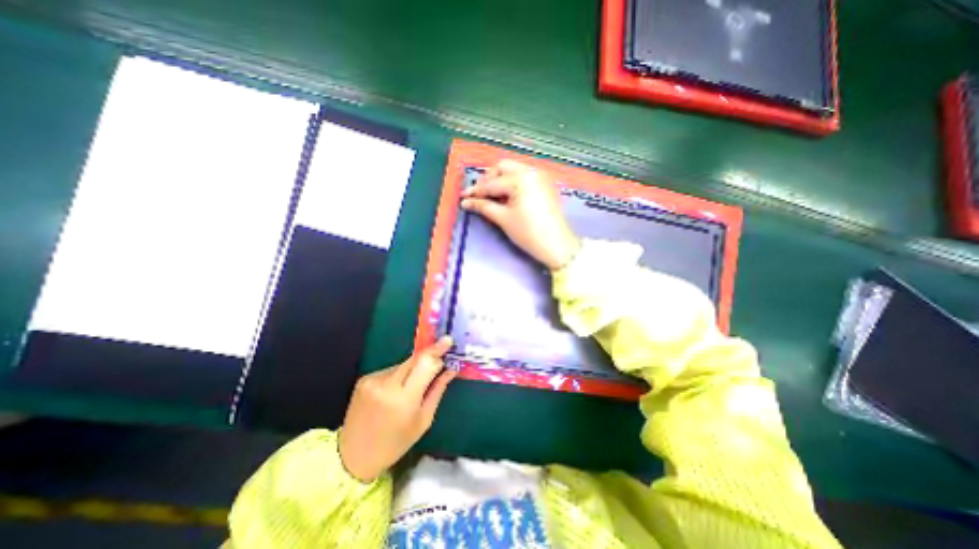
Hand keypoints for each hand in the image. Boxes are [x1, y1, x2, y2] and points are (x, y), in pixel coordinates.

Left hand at [340, 337, 457, 482]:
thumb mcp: (423, 420)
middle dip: (429, 356)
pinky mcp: (365, 378)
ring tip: (413, 386)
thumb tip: (450, 369)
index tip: (449, 340)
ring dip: (414, 369)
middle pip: (415, 358)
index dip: (437, 350)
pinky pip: (391, 370)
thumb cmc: (395, 443)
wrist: (353, 456)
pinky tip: (396, 390)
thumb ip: (437, 390)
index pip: (425, 363)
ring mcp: (373, 379)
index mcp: (404, 399)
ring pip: (404, 364)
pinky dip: (400, 375)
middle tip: (441, 355)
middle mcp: (387, 384)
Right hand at [461, 159, 579, 270]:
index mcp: (520, 178)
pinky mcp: (545, 185)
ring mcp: (540, 177)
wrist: (557, 245)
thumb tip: (466, 202)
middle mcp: (531, 171)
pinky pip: (524, 177)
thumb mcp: (504, 219)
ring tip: (492, 197)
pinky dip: (512, 183)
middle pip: (503, 167)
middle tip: (480, 195)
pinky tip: (507, 196)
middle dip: (489, 179)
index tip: (464, 196)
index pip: (492, 183)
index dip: (476, 191)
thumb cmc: (529, 233)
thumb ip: (484, 206)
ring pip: (514, 170)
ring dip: (500, 180)